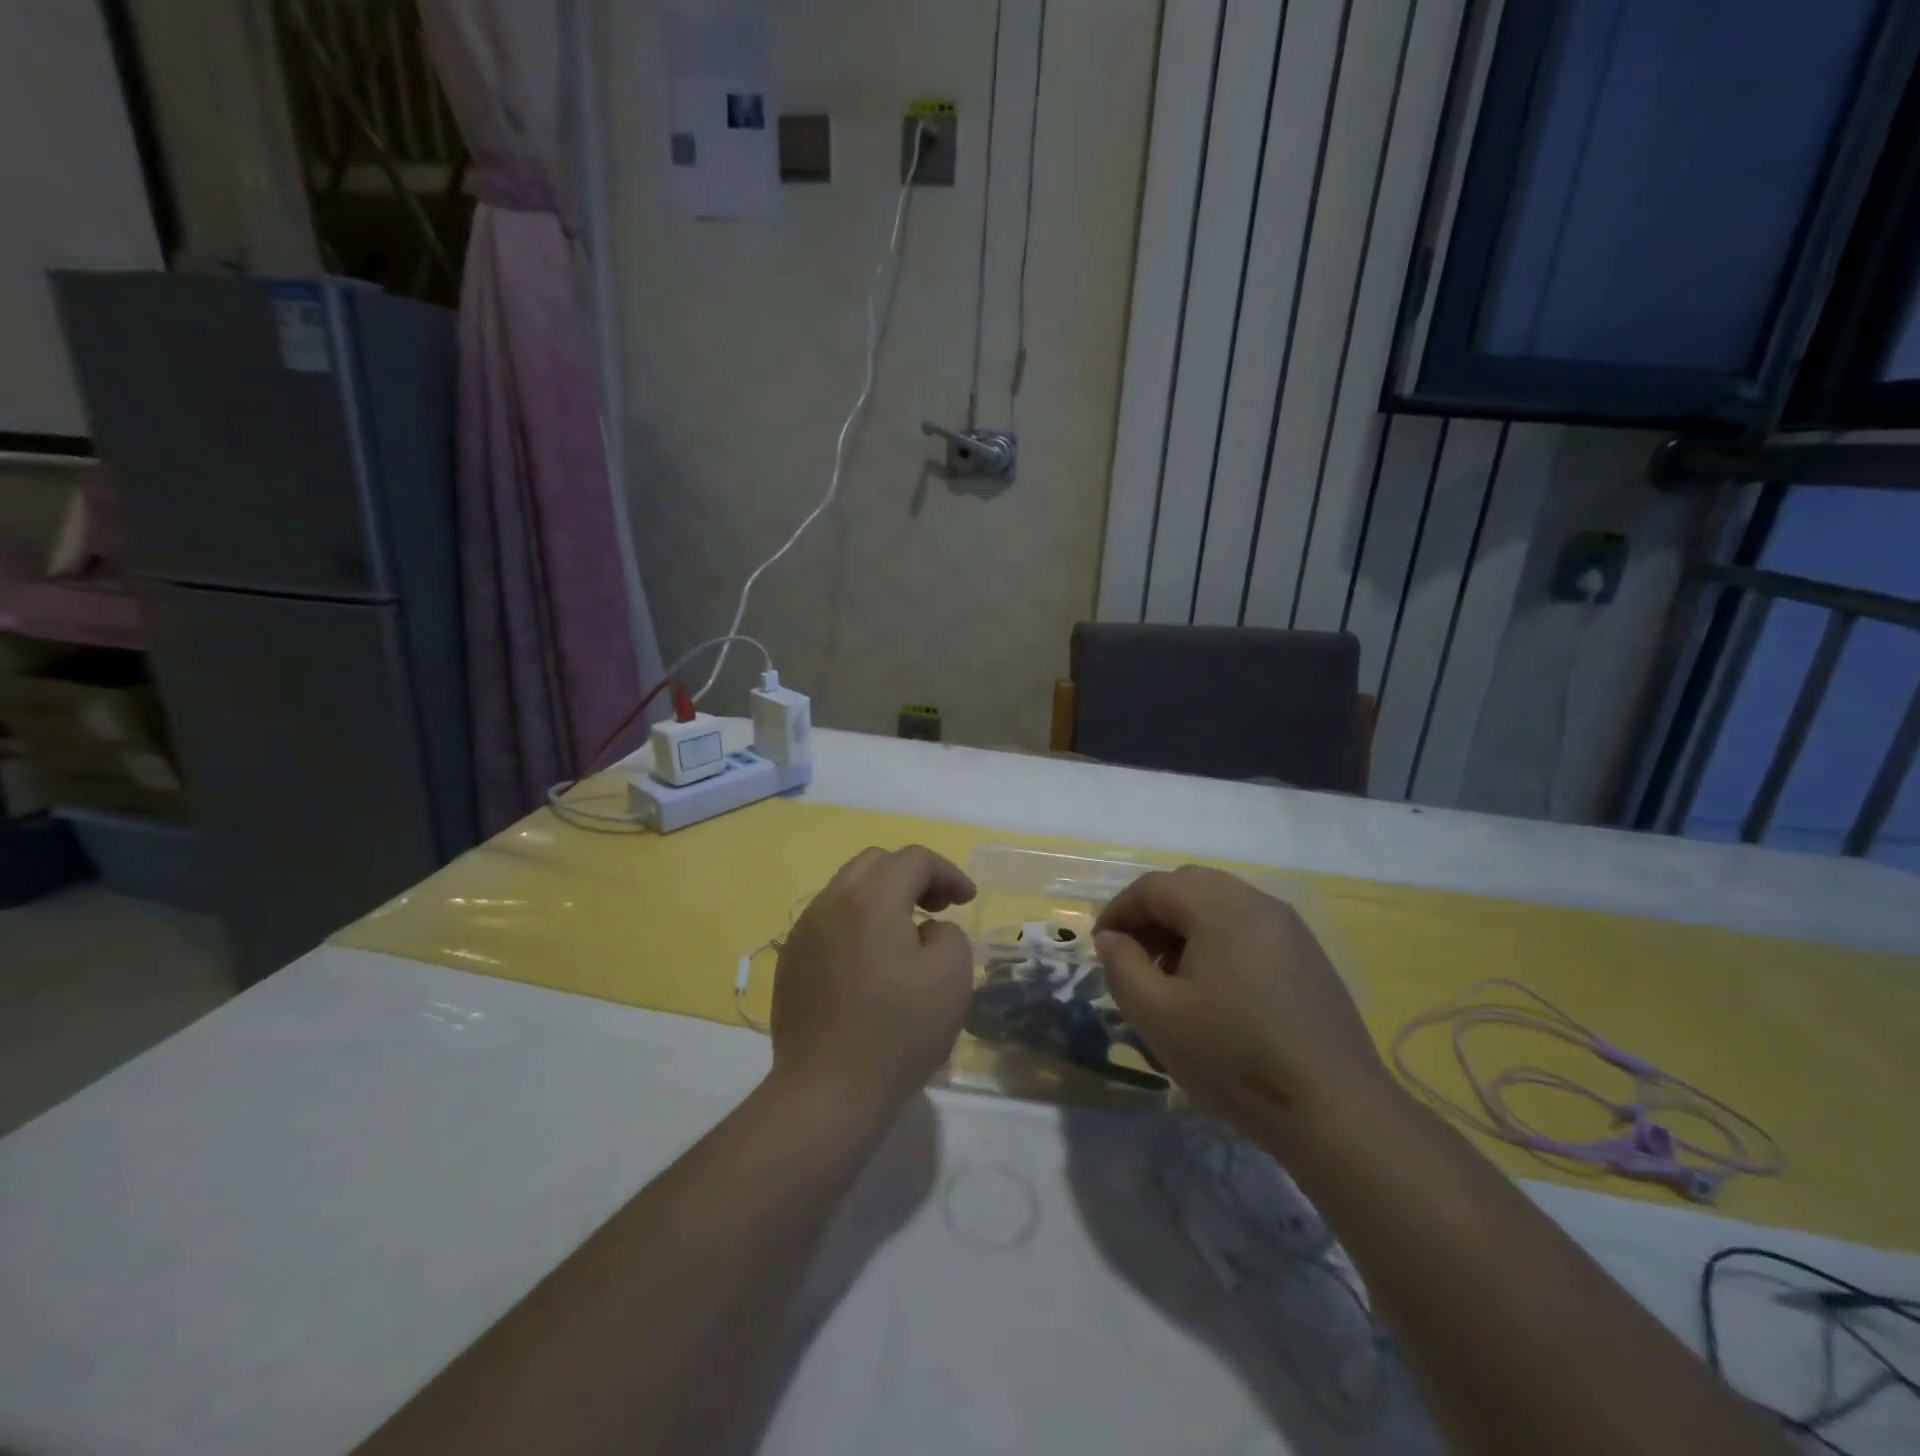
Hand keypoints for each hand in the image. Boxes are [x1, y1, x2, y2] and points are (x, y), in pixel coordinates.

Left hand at [769, 845, 977, 1121]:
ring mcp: (804, 932)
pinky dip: (857, 923)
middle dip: (912, 876)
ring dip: (882, 897)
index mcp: (870, 898)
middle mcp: (830, 903)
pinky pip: (829, 921)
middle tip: (937, 908)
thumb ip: (948, 933)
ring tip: (906, 935)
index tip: (966, 901)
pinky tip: (871, 963)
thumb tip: (926, 930)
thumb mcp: (951, 977)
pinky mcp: (791, 961)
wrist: (827, 1092)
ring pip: (847, 889)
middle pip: (875, 863)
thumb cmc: (897, 1032)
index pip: (913, 859)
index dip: (948, 872)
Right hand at [1093, 866, 1389, 1145]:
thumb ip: (1122, 967)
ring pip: (1221, 903)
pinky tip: (1217, 988)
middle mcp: (1257, 903)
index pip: (1154, 887)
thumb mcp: (1158, 1016)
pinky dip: (1218, 938)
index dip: (1118, 910)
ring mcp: (1290, 928)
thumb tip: (1112, 939)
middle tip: (1134, 956)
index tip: (1101, 946)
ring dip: (1185, 925)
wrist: (1337, 1112)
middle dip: (1152, 913)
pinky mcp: (1309, 955)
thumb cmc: (1235, 1058)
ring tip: (1172, 975)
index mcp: (1220, 908)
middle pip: (1189, 885)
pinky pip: (1249, 925)